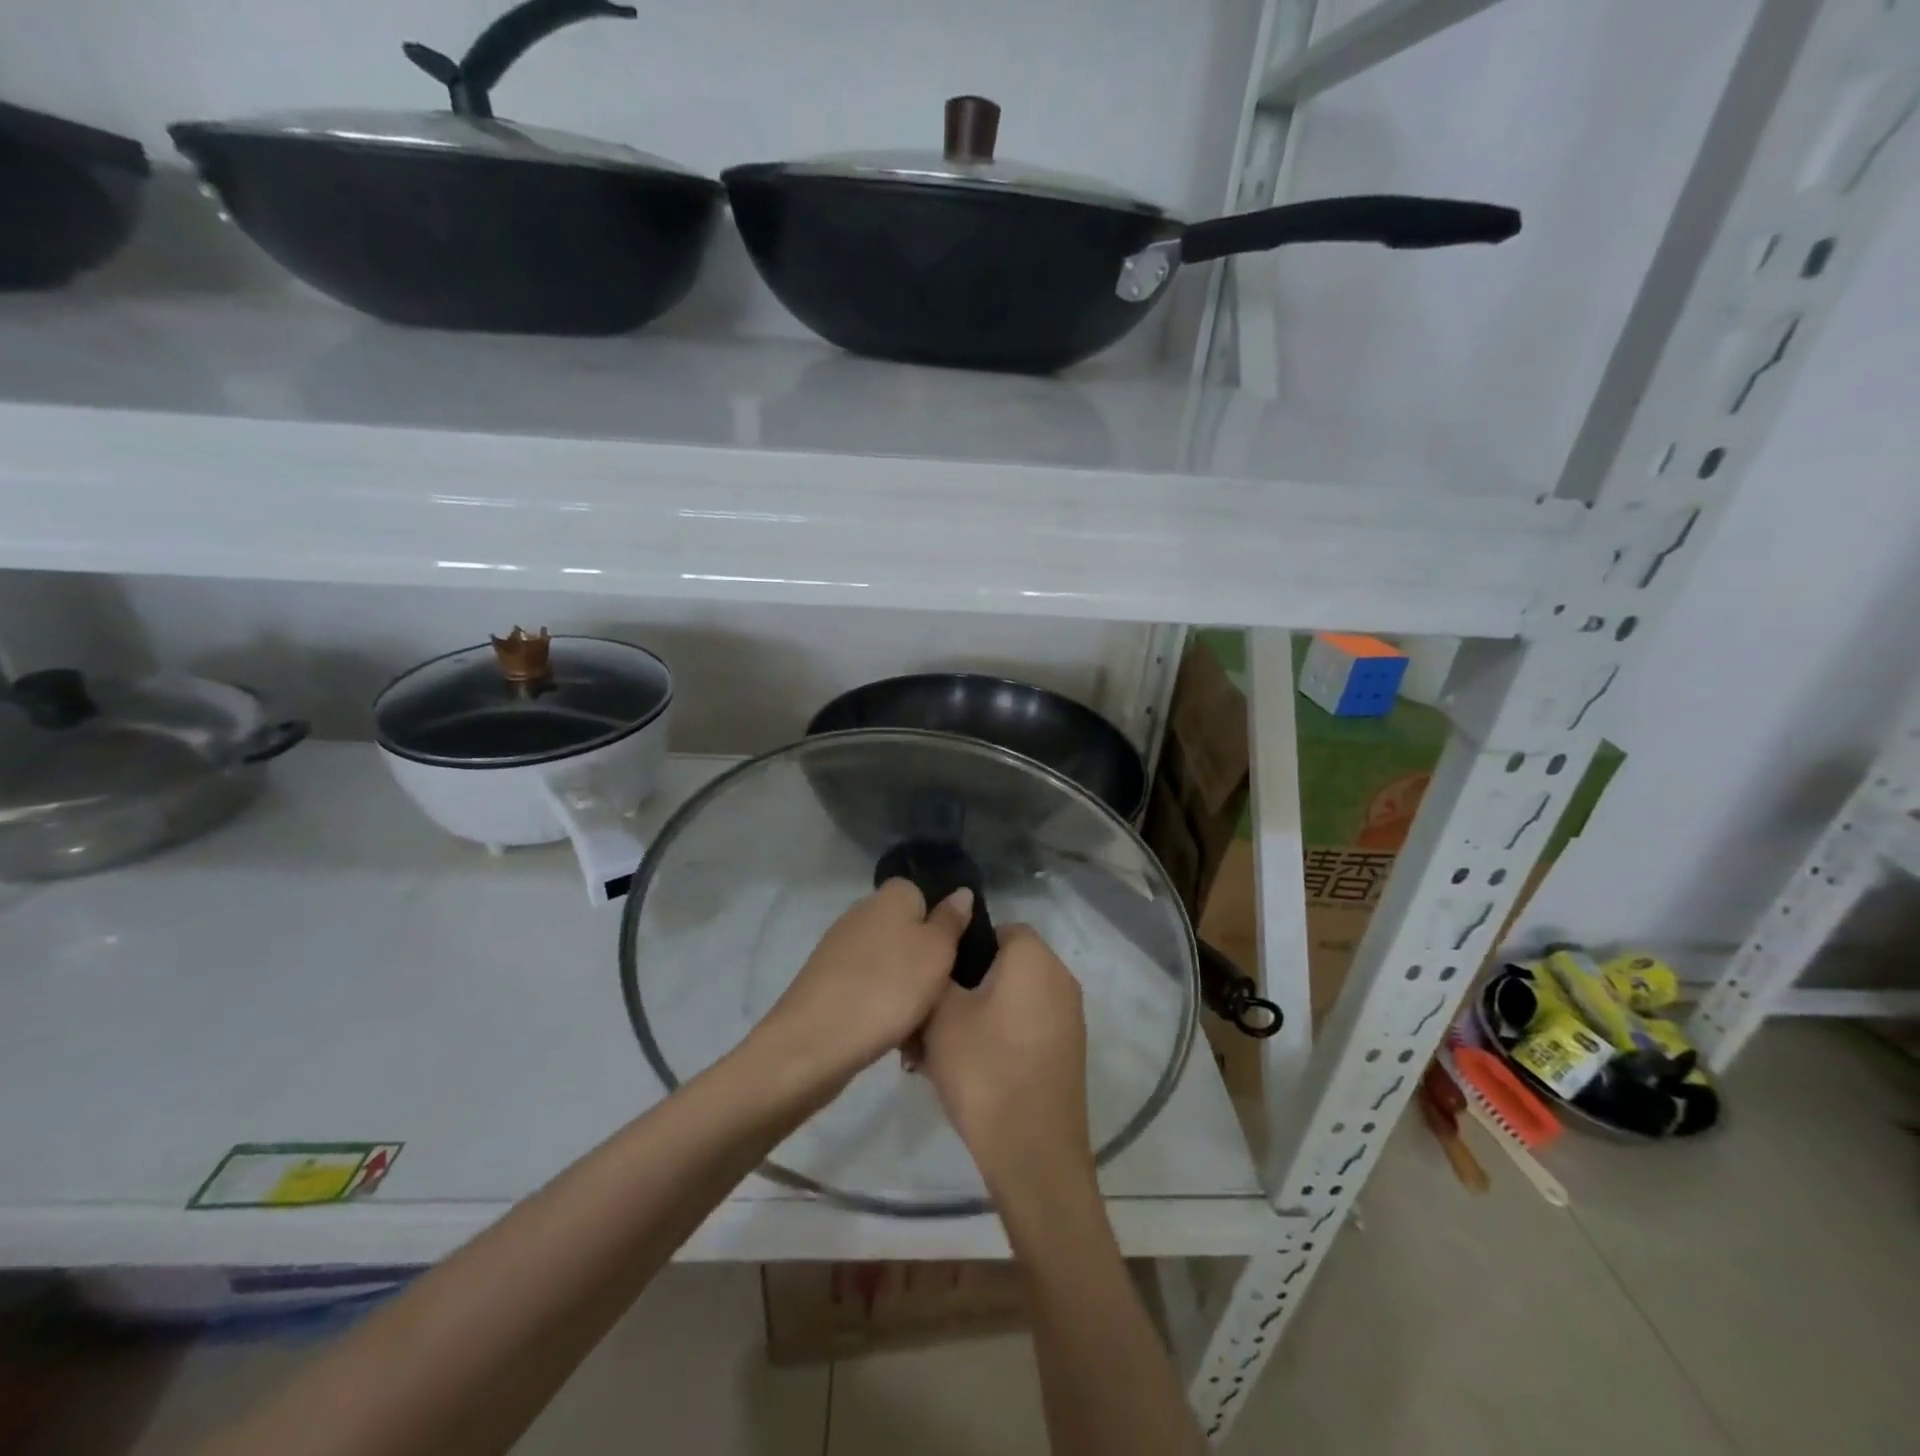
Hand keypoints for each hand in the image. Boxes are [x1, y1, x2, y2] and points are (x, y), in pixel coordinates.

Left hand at [750, 878, 974, 1098]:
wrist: (815, 1042)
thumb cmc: (889, 987)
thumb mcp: (937, 952)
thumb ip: (951, 921)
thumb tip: (961, 892)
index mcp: (890, 896)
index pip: (923, 893)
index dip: (942, 921)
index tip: (957, 953)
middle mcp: (861, 913)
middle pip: (906, 931)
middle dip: (925, 961)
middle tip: (945, 994)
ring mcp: (840, 948)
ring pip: (889, 964)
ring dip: (906, 990)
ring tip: (922, 1025)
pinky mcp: (827, 982)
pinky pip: (868, 988)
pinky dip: (882, 1007)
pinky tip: (893, 1037)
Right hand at [916, 925, 1092, 1194]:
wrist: (1033, 1153)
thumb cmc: (983, 1068)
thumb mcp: (941, 1013)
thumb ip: (937, 972)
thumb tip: (940, 955)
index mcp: (1034, 957)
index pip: (996, 929)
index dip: (961, 948)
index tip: (933, 978)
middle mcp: (1060, 979)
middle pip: (1003, 968)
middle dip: (964, 989)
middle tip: (927, 1022)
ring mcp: (1069, 1018)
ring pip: (1010, 1002)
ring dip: (976, 1018)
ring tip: (936, 1054)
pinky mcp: (1068, 1053)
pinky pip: (1025, 1029)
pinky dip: (998, 1040)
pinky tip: (967, 1073)